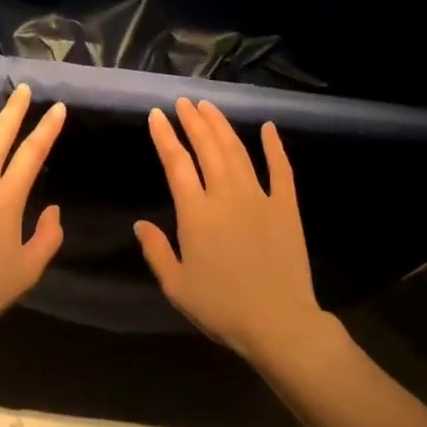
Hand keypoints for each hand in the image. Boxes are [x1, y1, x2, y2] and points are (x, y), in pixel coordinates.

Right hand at [133, 98, 321, 357]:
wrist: (278, 323)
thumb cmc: (222, 307)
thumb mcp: (177, 286)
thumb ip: (156, 251)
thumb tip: (140, 224)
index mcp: (196, 212)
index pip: (176, 163)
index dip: (165, 137)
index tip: (156, 115)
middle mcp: (225, 195)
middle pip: (207, 148)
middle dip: (192, 122)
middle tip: (183, 103)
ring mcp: (259, 197)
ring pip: (237, 151)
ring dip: (221, 126)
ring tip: (209, 107)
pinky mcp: (286, 207)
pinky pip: (281, 169)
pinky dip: (274, 146)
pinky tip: (268, 127)